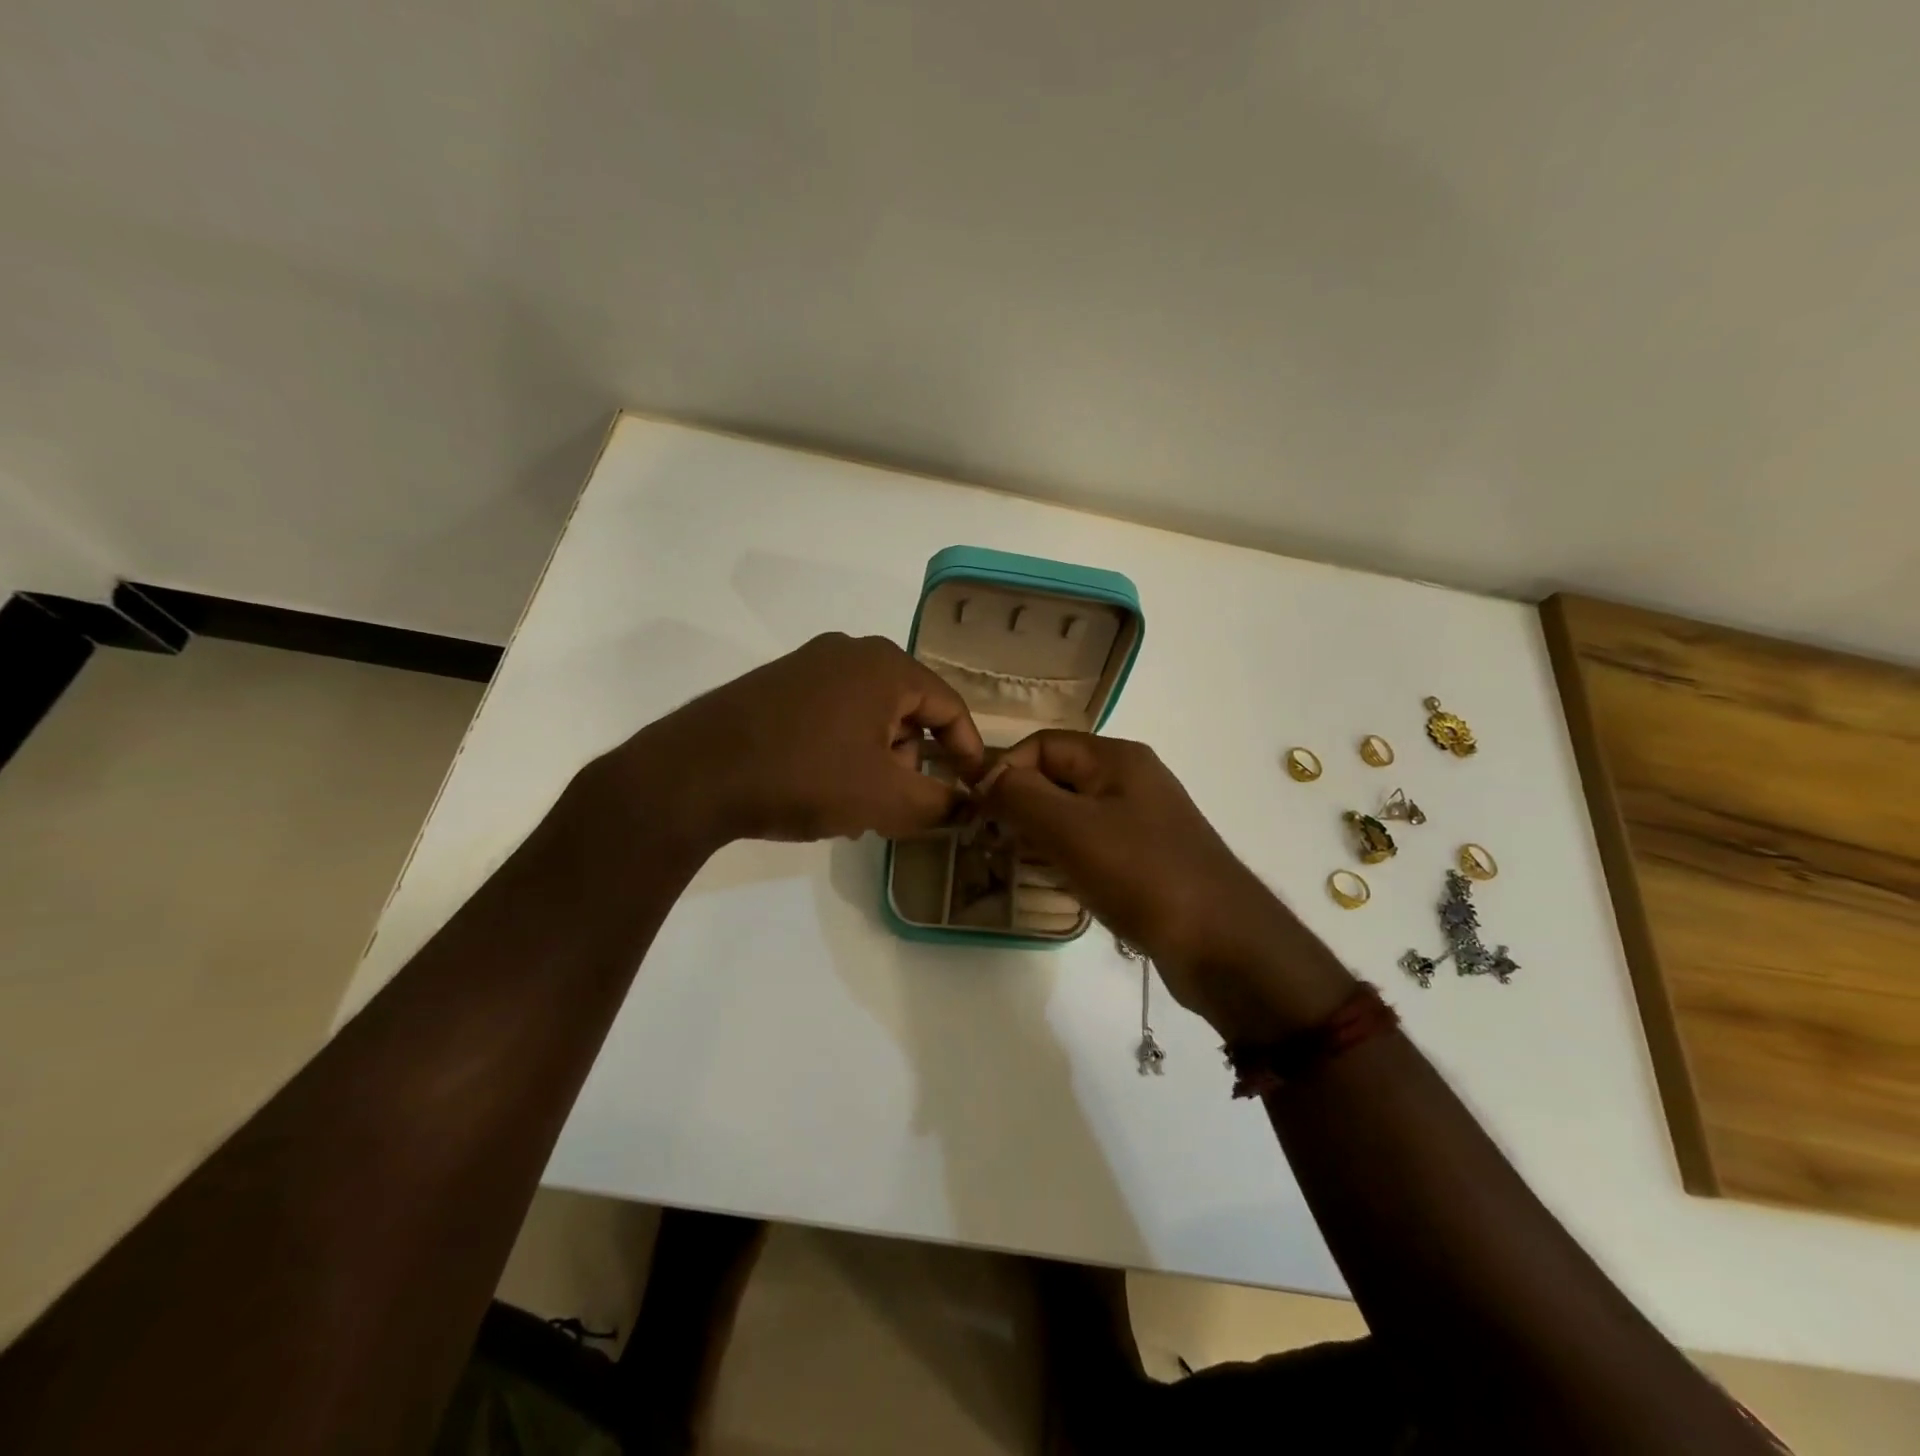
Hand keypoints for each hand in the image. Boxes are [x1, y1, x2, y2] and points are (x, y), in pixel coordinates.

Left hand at [610, 633, 986, 846]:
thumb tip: (964, 803)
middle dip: (911, 761)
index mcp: (885, 666)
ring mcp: (809, 665)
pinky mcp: (778, 685)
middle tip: (898, 805)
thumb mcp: (884, 798)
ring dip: (876, 762)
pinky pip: (834, 716)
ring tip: (855, 806)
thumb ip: (938, 802)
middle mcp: (850, 652)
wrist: (694, 774)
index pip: (949, 706)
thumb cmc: (805, 776)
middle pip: (908, 710)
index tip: (972, 789)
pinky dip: (844, 752)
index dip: (967, 751)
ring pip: (869, 717)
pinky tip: (822, 789)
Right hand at [980, 730, 1352, 1038]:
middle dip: (1020, 804)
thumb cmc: (1143, 875)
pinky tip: (1054, 883)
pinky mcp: (1147, 860)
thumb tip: (984, 779)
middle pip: (1057, 777)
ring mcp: (1143, 822)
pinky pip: (1092, 845)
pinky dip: (1065, 857)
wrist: (1224, 945)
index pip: (1042, 744)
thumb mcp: (1070, 829)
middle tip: (990, 841)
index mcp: (1117, 758)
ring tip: (1014, 863)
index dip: (1005, 771)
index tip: (978, 812)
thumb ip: (1020, 795)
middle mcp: (1131, 780)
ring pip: (1072, 814)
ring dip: (1039, 834)